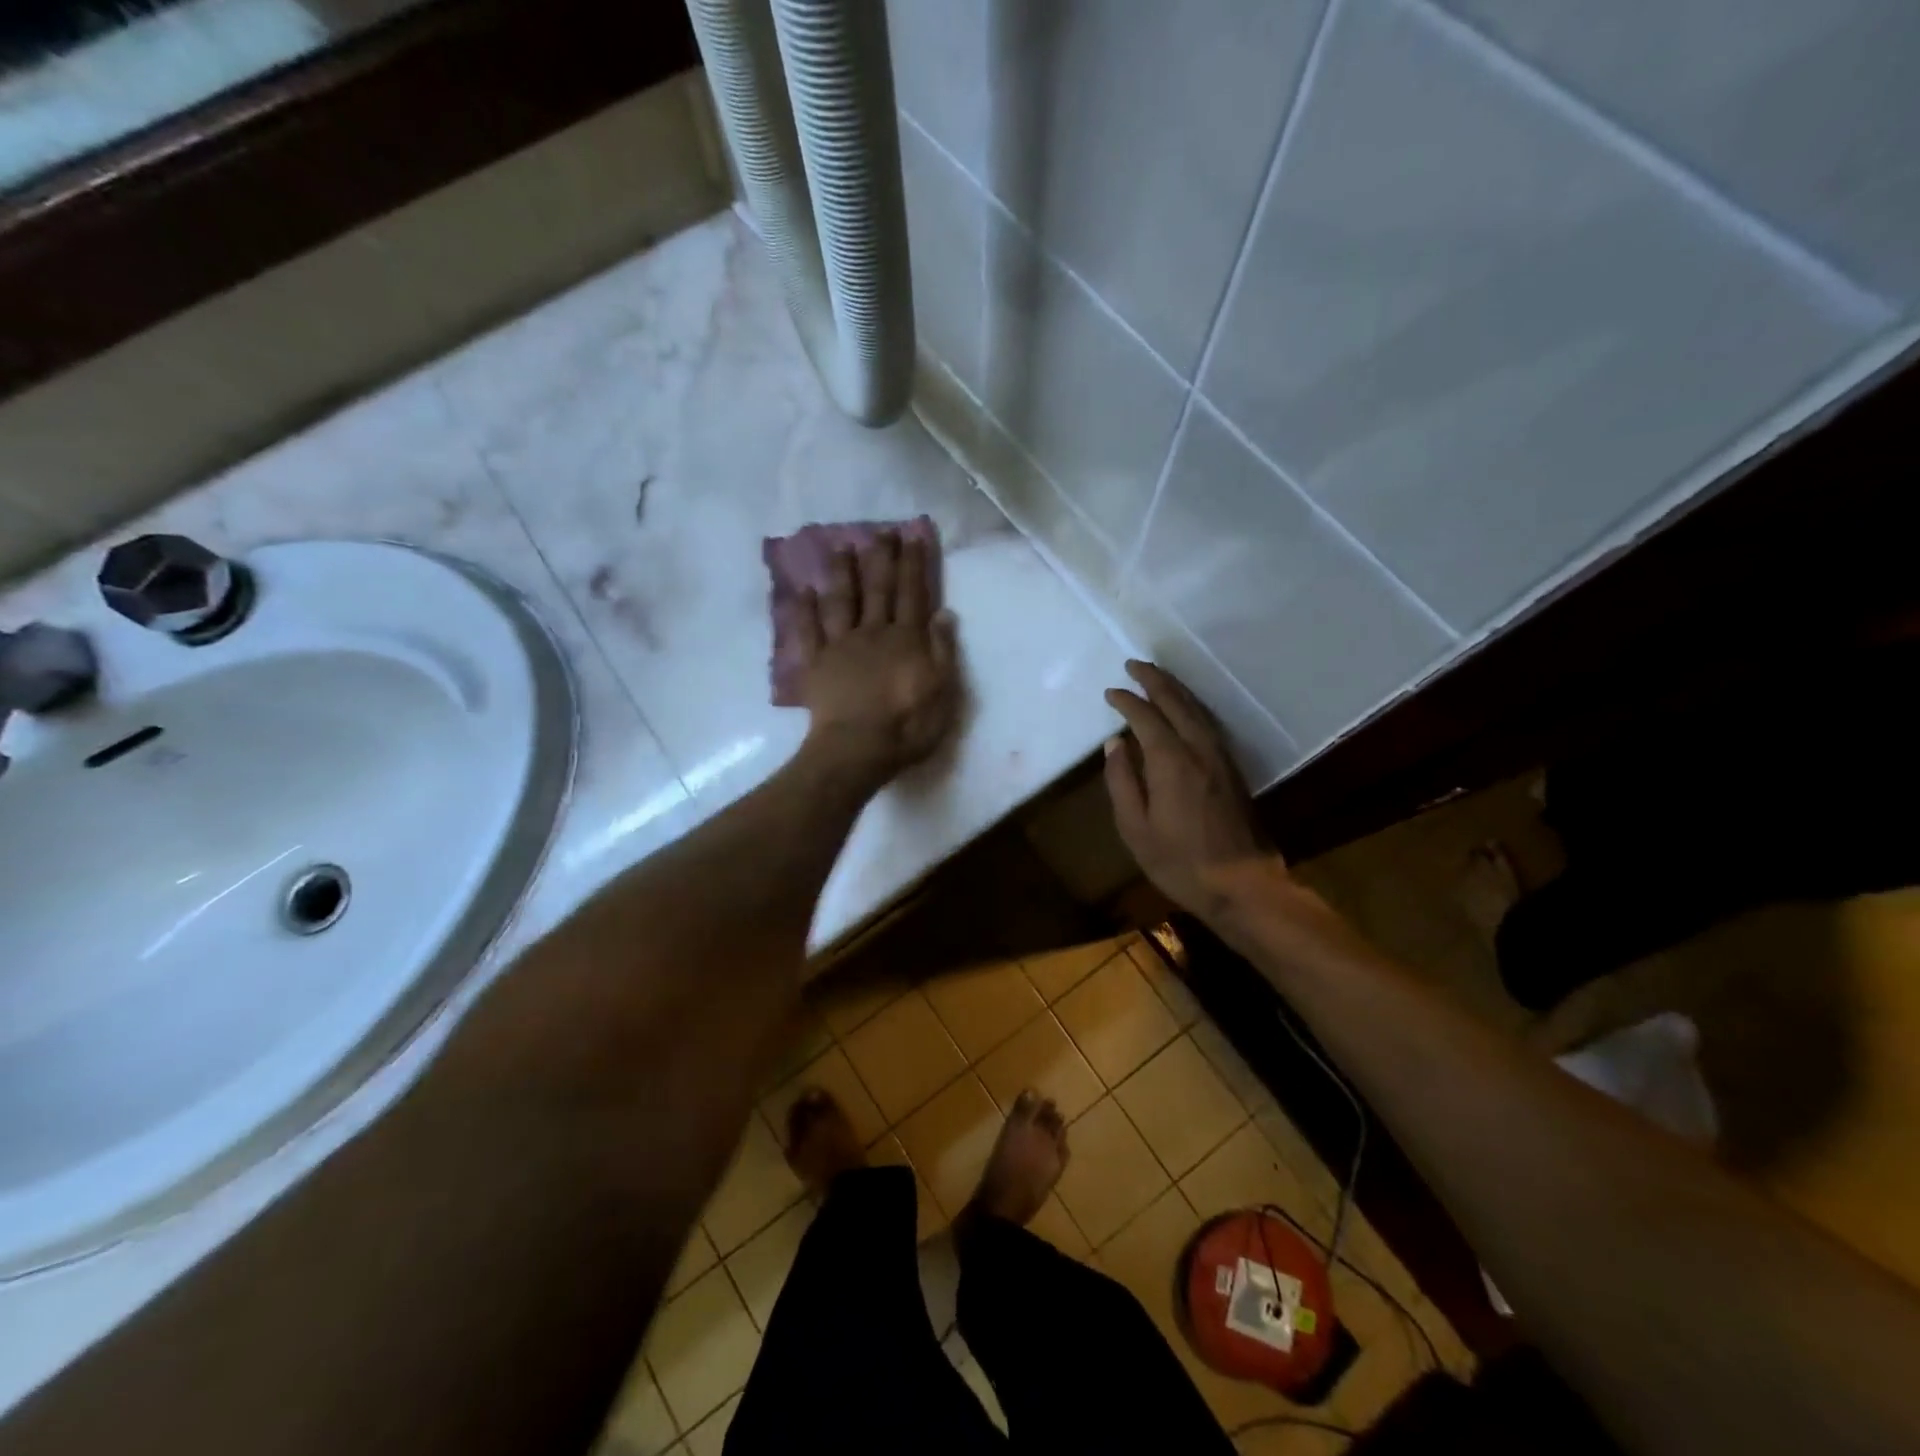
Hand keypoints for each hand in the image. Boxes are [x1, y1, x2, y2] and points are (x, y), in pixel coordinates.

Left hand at [793, 533, 960, 790]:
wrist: (857, 748)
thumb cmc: (906, 726)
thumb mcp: (943, 692)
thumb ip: (943, 651)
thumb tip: (943, 613)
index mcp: (906, 639)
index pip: (913, 593)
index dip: (914, 564)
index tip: (913, 536)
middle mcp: (874, 633)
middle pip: (879, 589)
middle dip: (882, 559)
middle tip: (882, 531)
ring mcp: (842, 646)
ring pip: (843, 601)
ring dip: (844, 573)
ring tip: (842, 546)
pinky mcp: (817, 663)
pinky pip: (810, 631)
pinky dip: (806, 610)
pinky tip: (804, 591)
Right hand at [1103, 660, 1280, 917]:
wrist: (1242, 885)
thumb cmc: (1179, 862)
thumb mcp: (1135, 828)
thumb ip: (1122, 782)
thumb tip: (1115, 744)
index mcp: (1171, 762)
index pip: (1146, 718)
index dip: (1127, 701)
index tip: (1111, 692)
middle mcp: (1199, 750)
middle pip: (1177, 703)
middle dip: (1154, 680)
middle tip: (1134, 664)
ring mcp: (1221, 758)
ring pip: (1198, 710)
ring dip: (1176, 689)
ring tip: (1157, 676)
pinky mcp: (1233, 769)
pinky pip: (1210, 723)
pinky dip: (1193, 706)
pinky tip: (1186, 708)